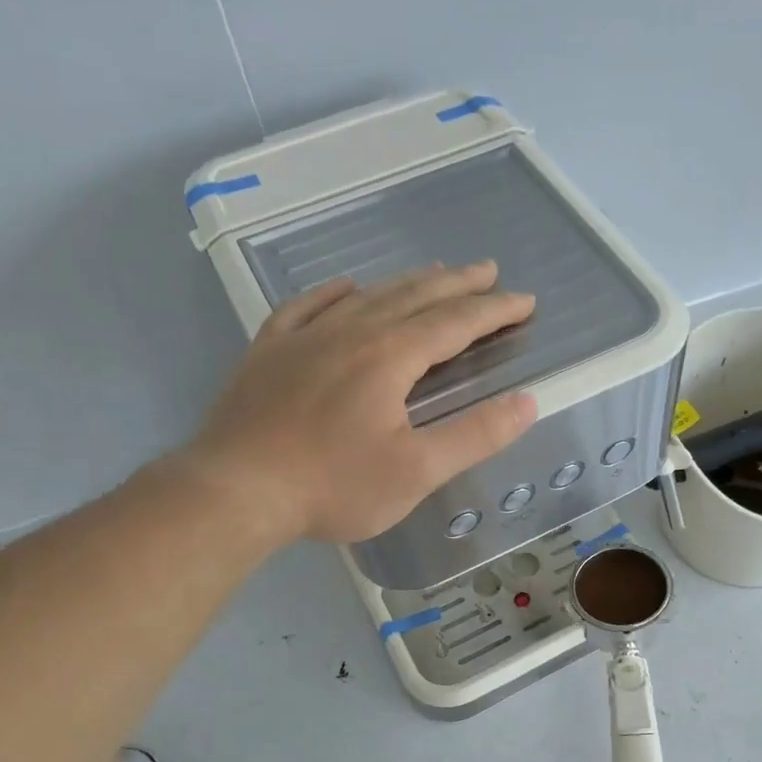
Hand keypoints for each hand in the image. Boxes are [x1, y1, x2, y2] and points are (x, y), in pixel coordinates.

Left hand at [194, 263, 536, 543]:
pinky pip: (307, 306)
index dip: (495, 310)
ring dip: (407, 282)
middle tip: (488, 271)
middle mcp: (351, 332)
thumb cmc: (333, 486)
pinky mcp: (269, 351)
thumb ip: (475, 435)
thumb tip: (526, 403)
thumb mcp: (416, 471)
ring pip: (367, 295)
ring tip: (434, 273)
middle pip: (414, 296)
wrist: (235, 490)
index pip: (455, 322)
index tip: (525, 301)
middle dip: (458, 283)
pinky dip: (334, 292)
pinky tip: (345, 287)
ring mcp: (304, 337)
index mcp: (390, 356)